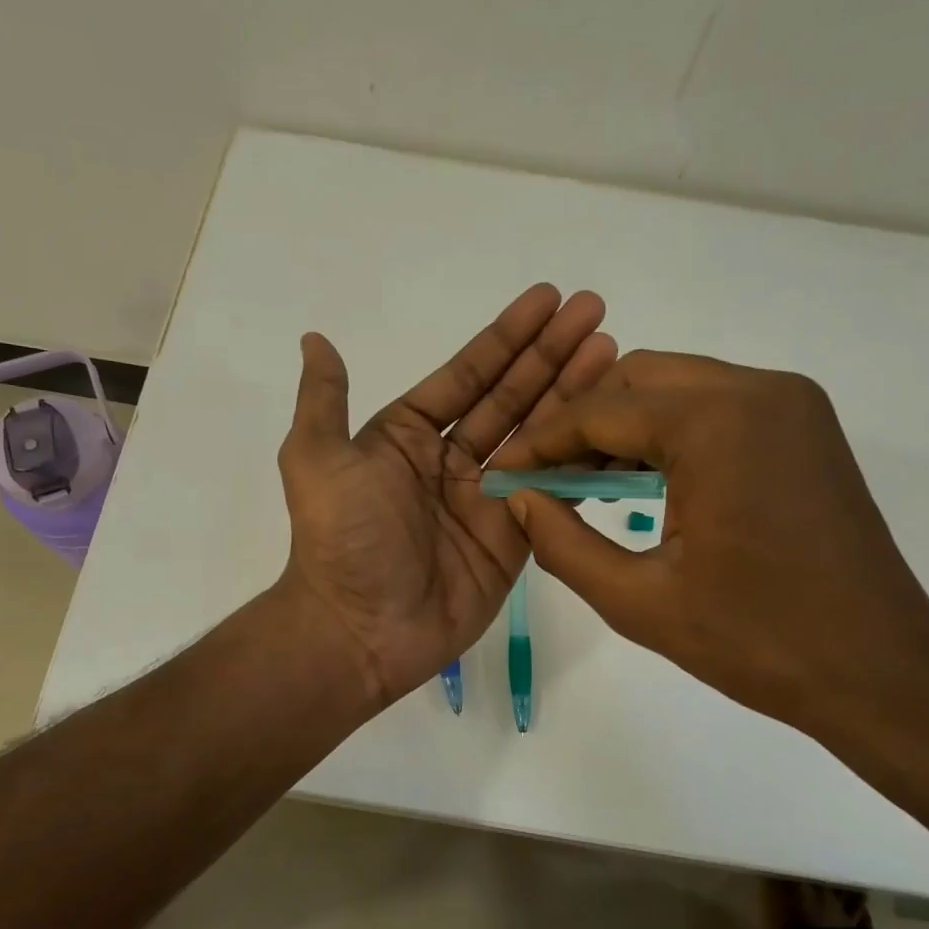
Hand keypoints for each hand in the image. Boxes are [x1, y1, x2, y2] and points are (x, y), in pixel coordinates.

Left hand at [276, 284, 614, 710]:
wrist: (360, 629)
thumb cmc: (341, 538)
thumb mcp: (316, 458)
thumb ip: (324, 399)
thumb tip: (315, 339)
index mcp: (408, 436)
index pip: (468, 375)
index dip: (507, 337)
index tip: (548, 299)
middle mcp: (451, 461)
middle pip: (510, 397)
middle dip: (551, 354)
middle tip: (595, 311)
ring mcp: (487, 499)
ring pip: (538, 437)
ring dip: (573, 393)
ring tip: (613, 352)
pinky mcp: (514, 538)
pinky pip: (552, 491)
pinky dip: (581, 458)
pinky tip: (612, 424)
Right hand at [496, 351, 928, 754]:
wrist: (879, 672)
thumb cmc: (756, 641)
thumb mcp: (638, 600)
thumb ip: (562, 543)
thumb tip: (519, 500)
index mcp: (715, 423)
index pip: (600, 410)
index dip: (542, 440)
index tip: (504, 471)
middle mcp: (758, 389)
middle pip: (638, 380)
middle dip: (583, 424)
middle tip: (546, 480)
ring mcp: (791, 404)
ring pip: (677, 388)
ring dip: (625, 428)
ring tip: (587, 487)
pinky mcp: (806, 427)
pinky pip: (716, 407)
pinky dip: (670, 434)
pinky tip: (646, 485)